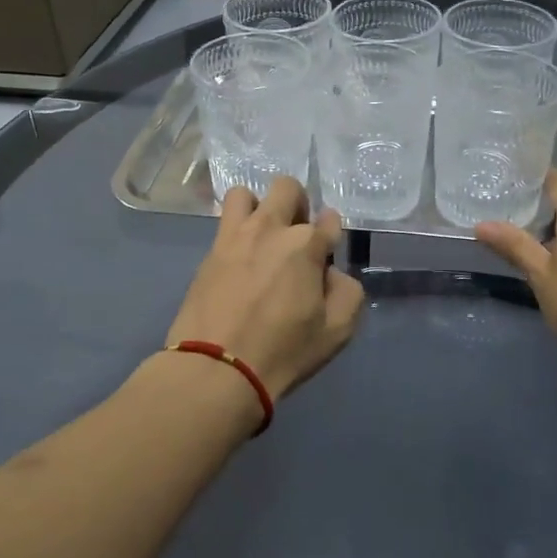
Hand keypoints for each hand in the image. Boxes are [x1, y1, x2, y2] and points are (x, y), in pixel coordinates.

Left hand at [166, 176, 365, 399]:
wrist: (217, 369)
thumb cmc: (283, 351)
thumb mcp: (336, 331)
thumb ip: (346, 292)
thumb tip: (331, 273)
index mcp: (306, 245)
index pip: (329, 220)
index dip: (331, 235)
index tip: (326, 254)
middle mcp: (271, 228)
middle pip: (287, 188)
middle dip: (298, 205)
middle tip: (296, 237)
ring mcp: (235, 236)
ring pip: (245, 194)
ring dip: (259, 208)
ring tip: (262, 237)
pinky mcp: (210, 252)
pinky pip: (224, 223)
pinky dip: (236, 230)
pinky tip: (240, 258)